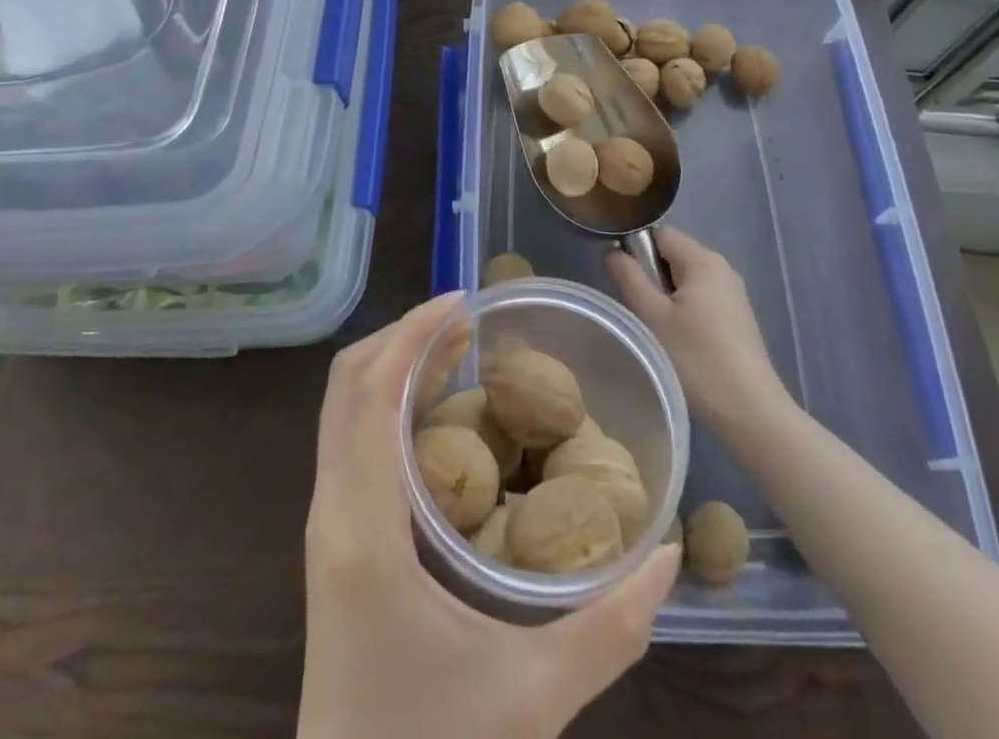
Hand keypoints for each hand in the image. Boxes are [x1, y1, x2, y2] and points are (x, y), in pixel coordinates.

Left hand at [300, 293, 680, 738]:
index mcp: (364, 529)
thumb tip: (671, 554)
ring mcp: (327, 526)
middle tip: (468, 321)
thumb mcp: (533, 697)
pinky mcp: (334, 543)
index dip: (412, 334)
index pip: (371, 393)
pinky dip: (388, 403)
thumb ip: (612, 627)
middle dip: (405, 338)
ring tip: (457, 350)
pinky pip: (351, 441)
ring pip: (345, 410)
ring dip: (395, 366)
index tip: (463, 301)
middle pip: (348, 386)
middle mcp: (332, 511)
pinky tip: (439, 416)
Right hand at [607, 228, 784, 436]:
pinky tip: (682, 341)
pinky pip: (701, 296)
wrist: (751, 412)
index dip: (635, 250)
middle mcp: (722, 266)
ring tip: (659, 329)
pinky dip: (685, 309)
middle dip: (651, 275)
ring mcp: (733, 292)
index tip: (625, 283)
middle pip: (672, 253)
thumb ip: (628, 276)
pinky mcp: (738, 316)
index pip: (658, 233)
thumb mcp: (652, 316)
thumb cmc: (696, 359)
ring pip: (685, 278)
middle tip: (641, 312)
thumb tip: (612, 251)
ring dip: (666, 296)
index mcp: (702, 259)